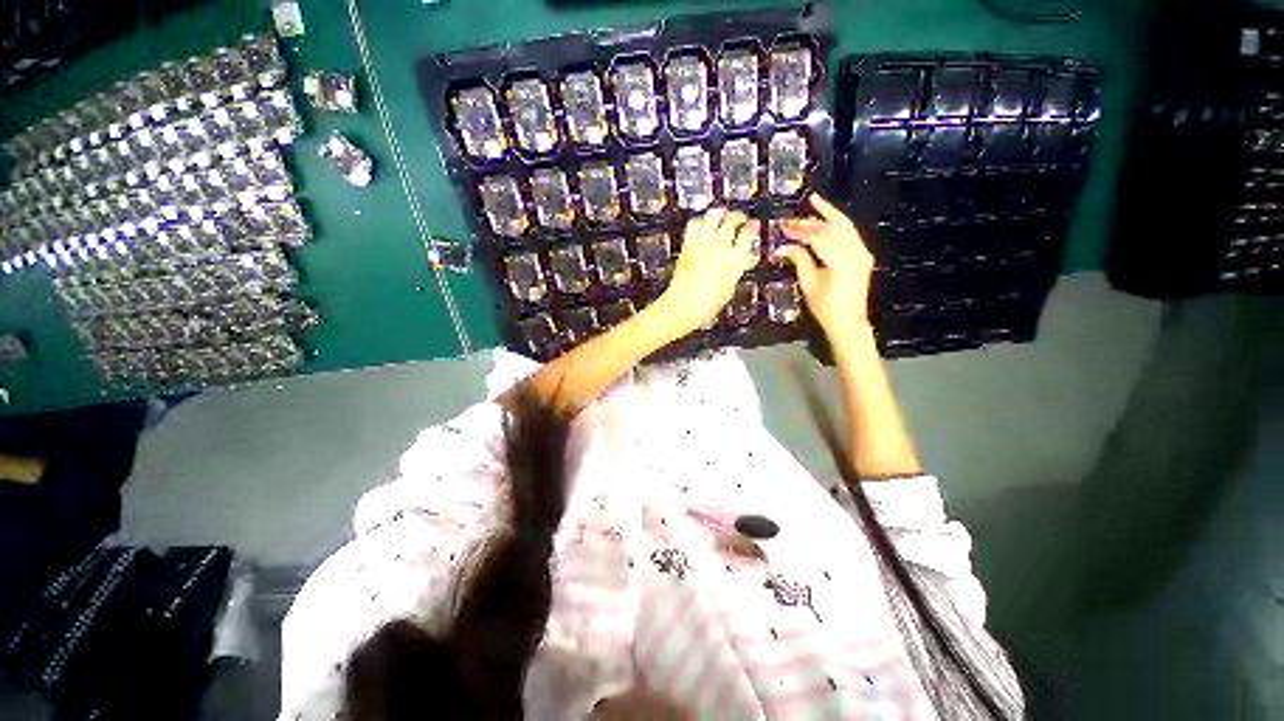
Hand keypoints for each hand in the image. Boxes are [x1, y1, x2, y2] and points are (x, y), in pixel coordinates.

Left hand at [653, 208, 758, 337]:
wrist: (684, 305)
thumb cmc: (707, 304)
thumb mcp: (729, 288)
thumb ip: (735, 270)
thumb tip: (740, 262)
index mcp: (735, 261)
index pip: (747, 235)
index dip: (752, 227)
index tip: (752, 225)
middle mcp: (720, 249)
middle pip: (731, 220)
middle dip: (737, 216)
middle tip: (738, 217)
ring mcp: (702, 245)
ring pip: (712, 216)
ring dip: (718, 213)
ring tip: (720, 214)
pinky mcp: (687, 246)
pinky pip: (693, 225)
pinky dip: (699, 221)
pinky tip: (701, 223)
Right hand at [774, 194, 874, 345]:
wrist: (848, 322)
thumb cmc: (826, 308)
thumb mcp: (809, 284)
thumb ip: (800, 260)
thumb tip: (787, 246)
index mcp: (842, 261)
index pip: (818, 238)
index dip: (800, 231)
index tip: (784, 228)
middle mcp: (856, 252)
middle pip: (833, 228)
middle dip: (812, 221)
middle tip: (793, 218)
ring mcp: (862, 253)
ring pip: (845, 227)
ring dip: (828, 216)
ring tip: (814, 203)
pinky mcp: (862, 255)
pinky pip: (850, 234)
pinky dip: (837, 225)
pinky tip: (827, 220)